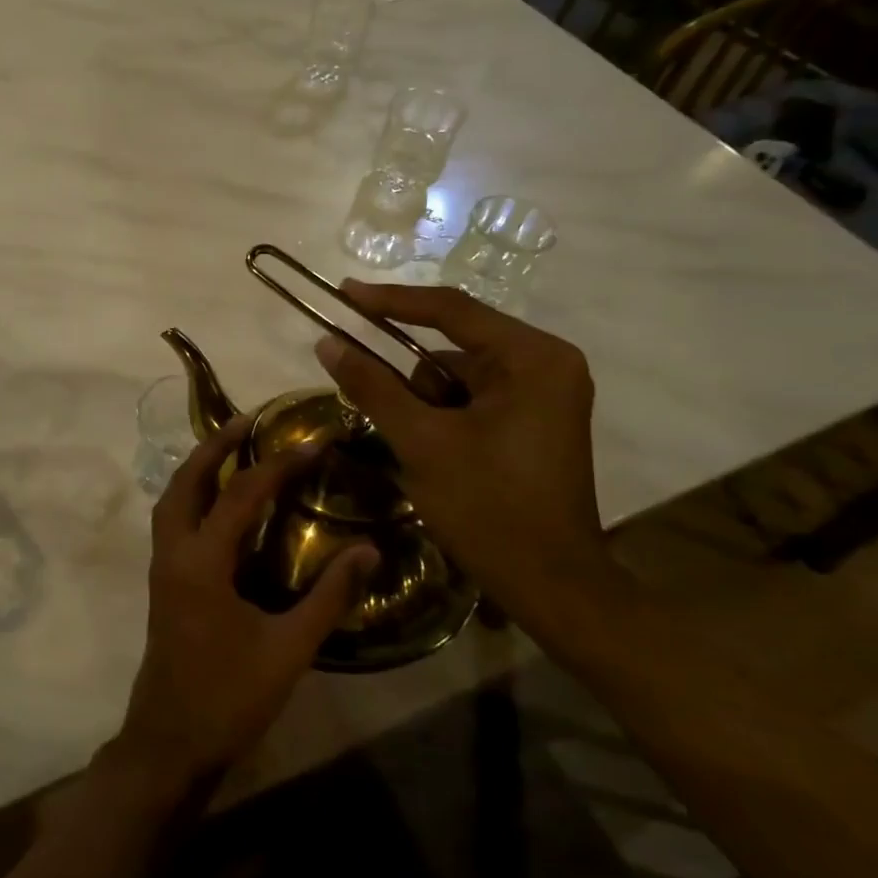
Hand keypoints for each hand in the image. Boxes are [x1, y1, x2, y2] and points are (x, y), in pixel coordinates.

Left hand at [113, 417, 378, 791]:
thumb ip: (329, 597)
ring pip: (173, 498)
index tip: (313, 440)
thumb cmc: (230, 697)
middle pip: (186, 480)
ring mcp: (162, 566)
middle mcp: (174, 552)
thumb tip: (370, 550)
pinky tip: (220, 502)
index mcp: (202, 561)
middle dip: (214, 445)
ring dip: (198, 467)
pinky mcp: (164, 582)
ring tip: (231, 448)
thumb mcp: (289, 649)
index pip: (242, 494)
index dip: (279, 464)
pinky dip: (193, 495)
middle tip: (248, 419)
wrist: (171, 741)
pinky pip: (174, 520)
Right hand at [314, 282, 604, 612]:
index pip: (451, 310)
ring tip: (416, 448)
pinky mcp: (533, 421)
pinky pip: (471, 400)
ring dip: (422, 403)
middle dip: (408, 377)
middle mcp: (545, 364)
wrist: (551, 585)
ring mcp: (542, 394)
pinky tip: (432, 453)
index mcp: (532, 357)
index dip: (390, 300)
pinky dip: (440, 417)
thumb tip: (327, 342)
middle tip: (370, 395)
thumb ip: (373, 386)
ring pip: (456, 377)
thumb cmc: (489, 507)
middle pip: (452, 347)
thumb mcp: (422, 442)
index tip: (343, 292)